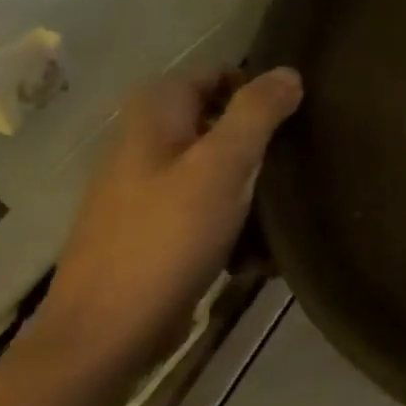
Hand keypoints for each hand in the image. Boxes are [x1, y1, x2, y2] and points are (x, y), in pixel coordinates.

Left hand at [31, 68, 302, 383]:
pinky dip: (232, 215)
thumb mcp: (222, 167)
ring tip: (287, 200)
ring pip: (214, 166)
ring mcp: (145, 189)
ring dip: (250, 180)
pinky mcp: (153, 230)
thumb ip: (257, 114)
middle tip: (298, 156)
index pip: (213, 73)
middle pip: (216, 120)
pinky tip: (257, 243)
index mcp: (153, 116)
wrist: (107, 333)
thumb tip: (289, 72)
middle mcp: (144, 143)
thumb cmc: (167, 238)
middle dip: (258, 137)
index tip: (295, 113)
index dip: (255, 86)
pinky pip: (205, 206)